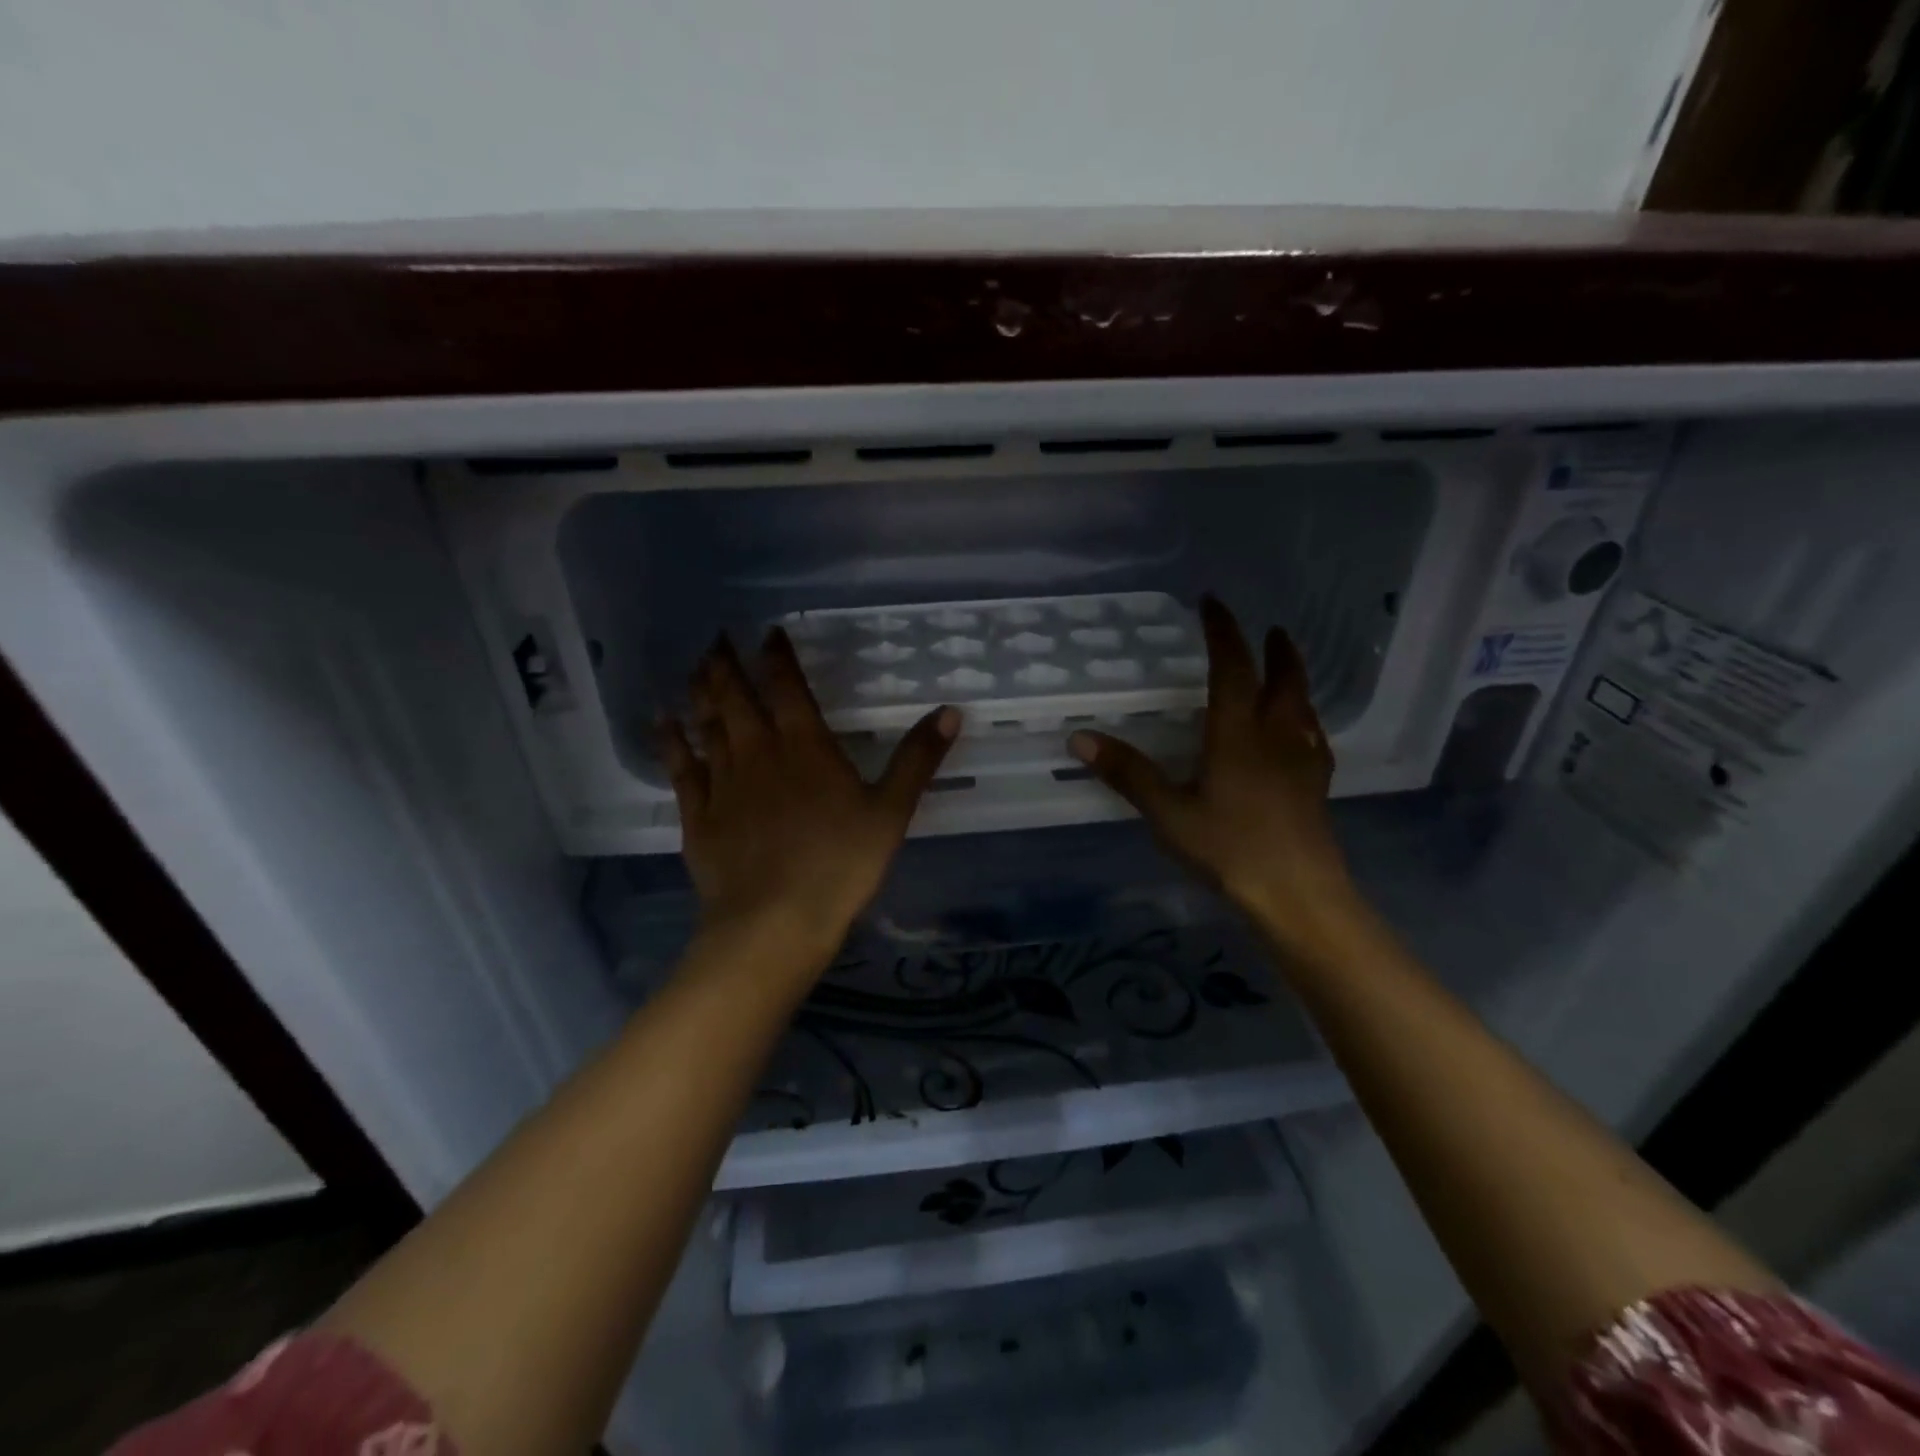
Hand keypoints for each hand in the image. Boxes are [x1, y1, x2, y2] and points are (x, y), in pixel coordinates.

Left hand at [659, 630, 959, 980]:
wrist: (774, 921)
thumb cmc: (840, 865)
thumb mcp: (891, 812)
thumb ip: (917, 760)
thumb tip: (950, 711)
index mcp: (805, 746)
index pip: (787, 686)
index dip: (777, 655)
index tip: (768, 631)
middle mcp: (758, 751)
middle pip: (736, 696)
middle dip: (726, 663)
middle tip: (716, 636)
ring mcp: (723, 782)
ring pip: (707, 724)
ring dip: (700, 692)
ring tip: (694, 666)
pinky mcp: (698, 813)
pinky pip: (680, 766)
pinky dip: (670, 739)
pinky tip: (662, 720)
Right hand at [1067, 597, 1365, 959]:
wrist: (1300, 896)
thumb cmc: (1231, 849)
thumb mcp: (1169, 813)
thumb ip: (1128, 774)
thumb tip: (1080, 738)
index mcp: (1238, 734)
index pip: (1232, 668)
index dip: (1223, 632)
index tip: (1213, 602)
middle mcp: (1276, 737)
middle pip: (1283, 680)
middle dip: (1276, 650)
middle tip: (1272, 628)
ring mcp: (1303, 762)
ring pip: (1304, 707)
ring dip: (1295, 680)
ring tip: (1287, 671)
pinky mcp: (1318, 787)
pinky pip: (1315, 738)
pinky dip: (1306, 720)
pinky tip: (1302, 734)